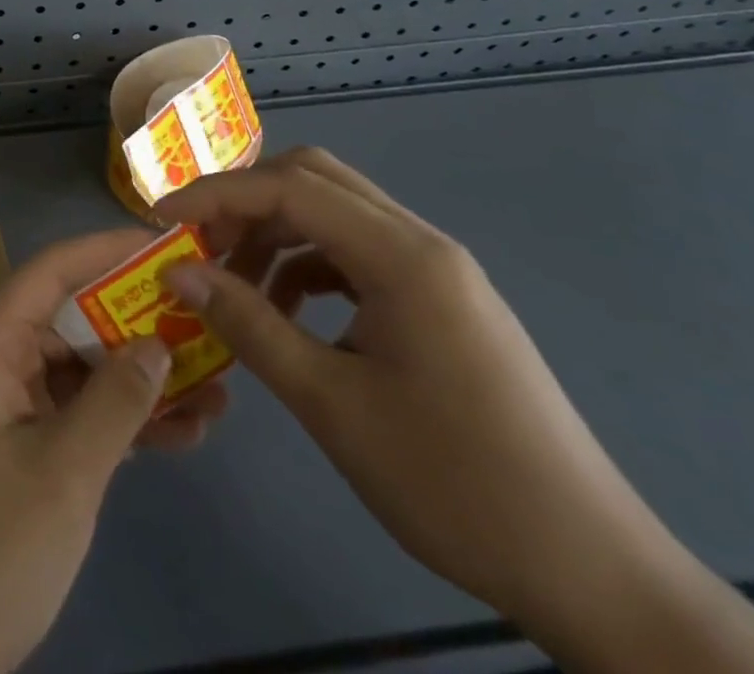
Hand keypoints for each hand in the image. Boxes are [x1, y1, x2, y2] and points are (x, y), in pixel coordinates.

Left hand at [0, 227, 228, 673]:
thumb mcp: (64, 472)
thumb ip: (115, 401)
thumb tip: (157, 342)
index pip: (50, 271)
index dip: (106, 249)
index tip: (165, 244)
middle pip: (69, 319)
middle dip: (136, 322)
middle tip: (205, 320)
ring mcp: (2, 407)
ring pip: (78, 370)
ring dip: (138, 380)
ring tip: (217, 387)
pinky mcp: (14, 450)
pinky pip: (72, 415)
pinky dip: (119, 422)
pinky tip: (183, 434)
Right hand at [158, 147, 753, 673]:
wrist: (592, 572)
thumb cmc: (454, 483)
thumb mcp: (331, 404)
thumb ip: (249, 325)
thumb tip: (179, 274)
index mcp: (403, 256)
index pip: (289, 187)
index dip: (216, 195)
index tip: (162, 221)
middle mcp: (421, 243)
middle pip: (313, 180)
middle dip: (245, 202)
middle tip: (200, 245)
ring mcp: (436, 270)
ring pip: (334, 214)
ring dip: (275, 234)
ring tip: (236, 288)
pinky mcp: (441, 300)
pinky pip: (357, 253)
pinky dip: (308, 266)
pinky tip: (289, 314)